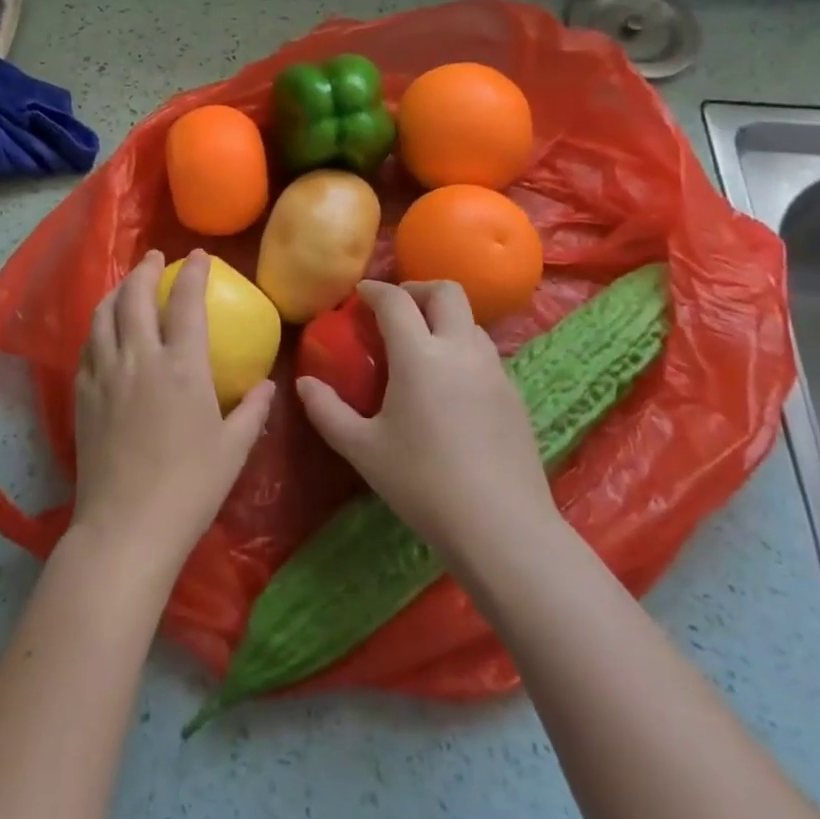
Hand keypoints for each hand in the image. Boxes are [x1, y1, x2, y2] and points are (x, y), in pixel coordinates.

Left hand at [67, 250, 275, 587]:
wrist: (126, 527)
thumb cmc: (189, 489)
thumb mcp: (234, 450)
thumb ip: (253, 411)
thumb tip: (268, 386)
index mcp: (182, 367)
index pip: (187, 302)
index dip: (194, 273)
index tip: (198, 257)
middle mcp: (140, 359)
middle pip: (136, 296)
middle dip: (146, 269)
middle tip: (156, 258)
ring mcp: (106, 374)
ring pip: (104, 314)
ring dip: (118, 290)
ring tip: (128, 284)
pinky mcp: (83, 394)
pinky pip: (88, 345)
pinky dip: (99, 325)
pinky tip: (105, 330)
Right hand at [297, 280, 559, 569]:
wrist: (503, 528)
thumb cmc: (423, 484)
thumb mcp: (362, 450)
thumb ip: (327, 411)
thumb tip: (304, 384)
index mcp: (420, 356)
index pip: (396, 301)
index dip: (375, 290)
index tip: (361, 295)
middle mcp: (460, 351)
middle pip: (446, 292)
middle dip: (417, 289)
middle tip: (396, 310)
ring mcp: (495, 372)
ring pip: (470, 322)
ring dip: (443, 319)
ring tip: (422, 346)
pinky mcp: (515, 396)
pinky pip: (486, 354)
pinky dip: (462, 349)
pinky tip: (450, 386)